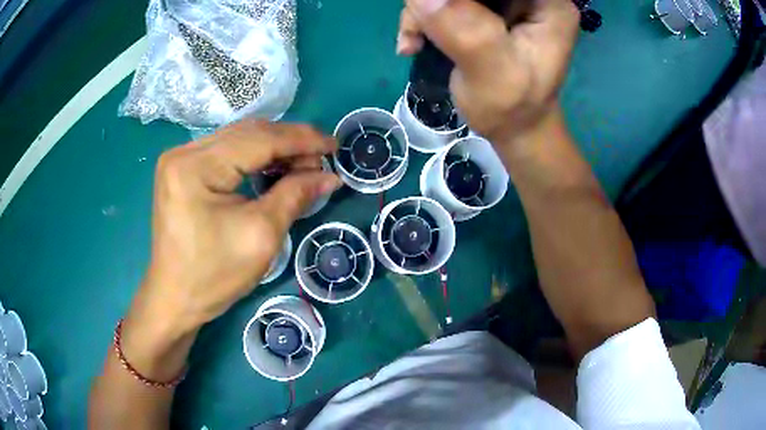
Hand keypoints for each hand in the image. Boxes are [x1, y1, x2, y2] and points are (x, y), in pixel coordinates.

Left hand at [130, 121, 339, 339]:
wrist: (175, 299)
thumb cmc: (214, 276)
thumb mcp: (261, 235)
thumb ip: (295, 195)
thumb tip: (329, 176)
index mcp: (196, 167)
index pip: (259, 139)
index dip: (302, 140)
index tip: (335, 145)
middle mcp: (184, 152)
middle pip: (248, 133)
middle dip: (290, 142)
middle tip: (322, 159)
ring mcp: (180, 159)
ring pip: (238, 139)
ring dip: (274, 148)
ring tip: (304, 164)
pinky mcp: (182, 170)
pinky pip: (226, 152)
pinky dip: (254, 157)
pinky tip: (274, 167)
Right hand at [397, 0, 578, 143]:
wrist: (515, 127)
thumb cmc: (514, 109)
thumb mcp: (495, 75)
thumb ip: (467, 32)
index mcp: (547, 3)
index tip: (433, 7)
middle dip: (437, 1)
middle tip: (420, 26)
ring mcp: (506, 0)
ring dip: (423, 9)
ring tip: (415, 41)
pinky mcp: (485, 7)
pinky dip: (422, 17)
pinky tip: (414, 42)